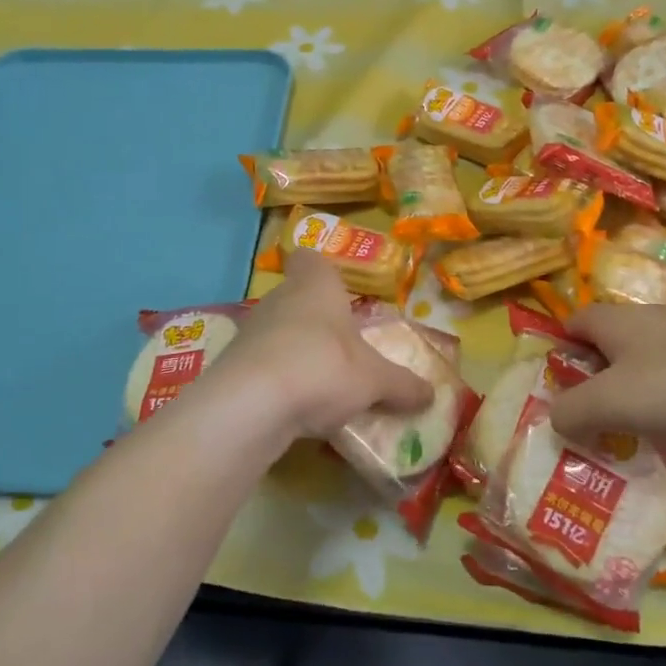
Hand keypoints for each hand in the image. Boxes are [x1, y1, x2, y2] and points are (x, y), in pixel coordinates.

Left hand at [205, 251, 434, 442]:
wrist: (251, 404)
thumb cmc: (324, 367)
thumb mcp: (375, 381)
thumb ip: (402, 385)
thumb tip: (432, 394)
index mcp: (316, 285)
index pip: (309, 258)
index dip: (321, 269)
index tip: (337, 288)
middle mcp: (280, 299)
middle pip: (297, 297)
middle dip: (318, 320)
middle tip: (344, 347)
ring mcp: (251, 331)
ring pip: (278, 332)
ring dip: (297, 351)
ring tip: (323, 383)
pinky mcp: (232, 365)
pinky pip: (263, 365)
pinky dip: (278, 381)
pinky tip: (295, 407)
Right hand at [551, 304, 665, 448]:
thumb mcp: (614, 402)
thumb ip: (572, 412)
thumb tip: (555, 420)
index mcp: (618, 322)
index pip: (573, 323)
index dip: (559, 352)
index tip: (557, 391)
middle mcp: (651, 322)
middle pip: (610, 347)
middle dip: (597, 383)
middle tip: (592, 423)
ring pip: (648, 366)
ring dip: (636, 398)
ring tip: (633, 437)